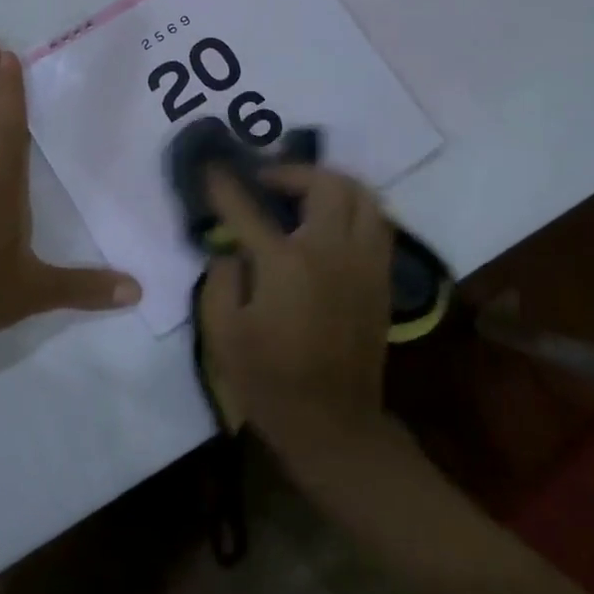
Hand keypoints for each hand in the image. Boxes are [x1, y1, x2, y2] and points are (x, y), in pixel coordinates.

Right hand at [197, 164, 393, 455]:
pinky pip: (378, 222)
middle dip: (292, 171)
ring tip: (305, 192)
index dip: (225, 185)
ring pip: (362, 196)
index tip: (212, 169)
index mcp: (285, 263)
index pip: (249, 208)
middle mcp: (331, 251)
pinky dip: (355, 208)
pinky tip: (333, 220)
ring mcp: (364, 263)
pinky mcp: (381, 278)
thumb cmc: (268, 379)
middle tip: (268, 181)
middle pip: (324, 184)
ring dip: (331, 183)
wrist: (332, 424)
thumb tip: (231, 249)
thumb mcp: (221, 332)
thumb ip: (220, 278)